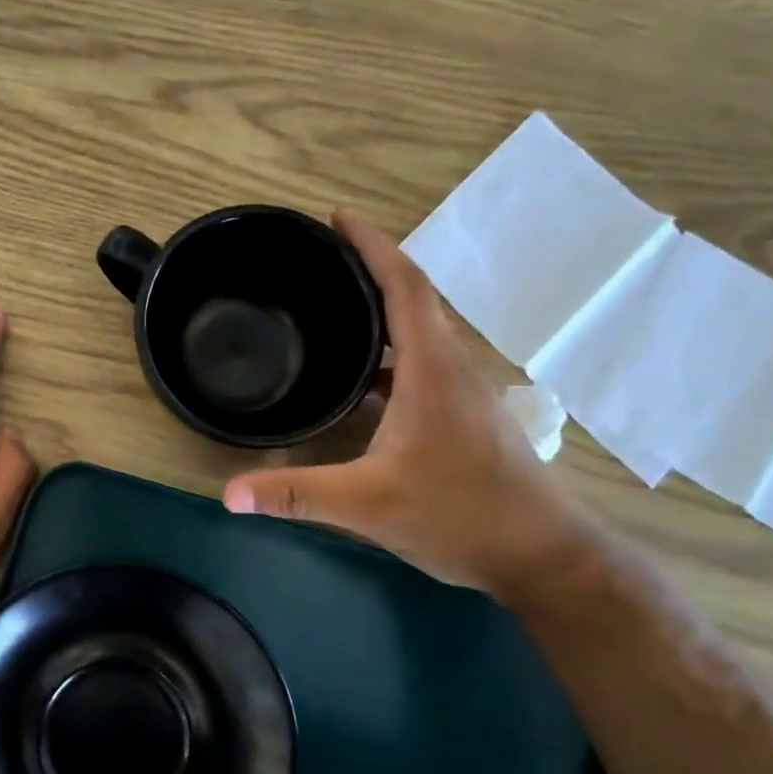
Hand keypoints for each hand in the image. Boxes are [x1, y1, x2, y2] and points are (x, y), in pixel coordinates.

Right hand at [223, 210, 592, 595]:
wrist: (542, 556)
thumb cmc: (459, 515)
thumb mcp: (367, 504)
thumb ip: (296, 494)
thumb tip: (229, 494)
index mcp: (432, 369)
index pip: (404, 285)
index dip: (372, 245)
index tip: (338, 217)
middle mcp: (453, 368)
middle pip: (413, 300)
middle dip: (368, 272)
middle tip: (319, 266)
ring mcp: (465, 394)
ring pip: (420, 335)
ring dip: (381, 316)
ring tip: (331, 315)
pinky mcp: (467, 418)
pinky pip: (423, 366)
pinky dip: (390, 358)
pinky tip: (360, 386)